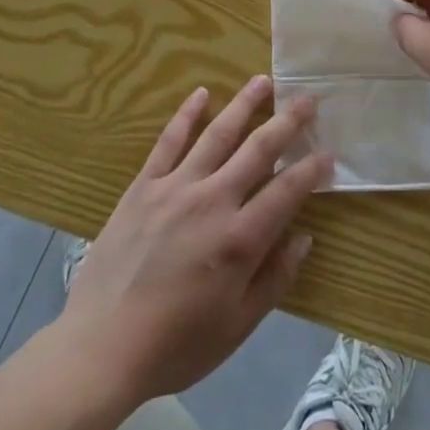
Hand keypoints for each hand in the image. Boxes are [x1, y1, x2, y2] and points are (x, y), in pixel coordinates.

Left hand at [58, 76, 333, 405]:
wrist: (100, 347)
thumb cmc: (175, 344)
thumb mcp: (237, 327)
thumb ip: (275, 279)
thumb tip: (303, 237)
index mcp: (240, 239)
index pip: (287, 191)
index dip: (311, 169)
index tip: (328, 152)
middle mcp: (213, 200)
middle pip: (258, 149)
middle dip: (287, 122)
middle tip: (307, 98)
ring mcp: (176, 187)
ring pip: (218, 134)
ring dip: (244, 104)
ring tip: (263, 81)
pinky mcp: (144, 186)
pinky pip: (169, 141)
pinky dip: (187, 115)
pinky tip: (201, 93)